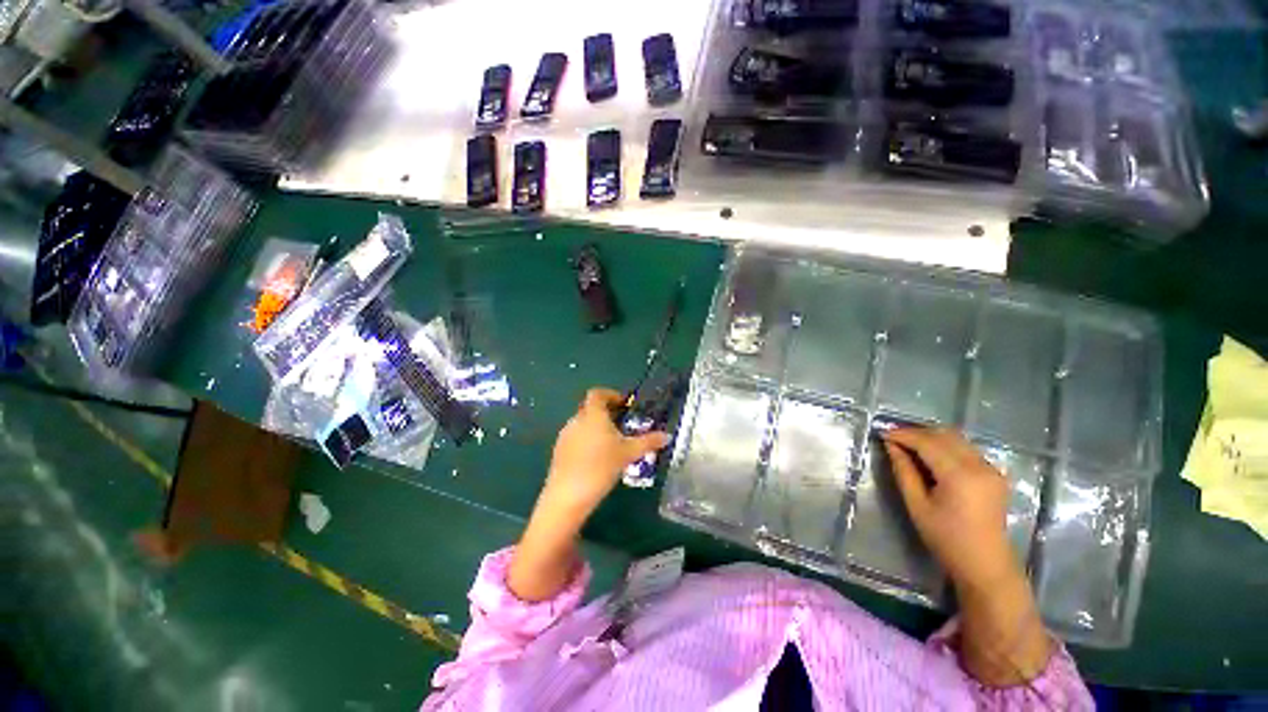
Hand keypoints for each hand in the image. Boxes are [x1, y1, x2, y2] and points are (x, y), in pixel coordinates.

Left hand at [509, 387, 668, 601]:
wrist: (568, 495)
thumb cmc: (601, 467)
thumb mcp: (629, 453)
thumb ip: (648, 442)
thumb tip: (667, 436)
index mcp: (593, 414)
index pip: (598, 393)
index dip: (611, 395)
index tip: (624, 405)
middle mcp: (576, 420)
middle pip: (591, 408)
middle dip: (607, 414)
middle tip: (622, 426)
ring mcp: (565, 435)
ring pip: (583, 424)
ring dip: (596, 428)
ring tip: (611, 444)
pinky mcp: (559, 451)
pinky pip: (576, 437)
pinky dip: (587, 440)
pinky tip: (596, 459)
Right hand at [882, 427, 1017, 590]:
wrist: (985, 564)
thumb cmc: (946, 538)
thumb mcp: (917, 505)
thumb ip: (904, 471)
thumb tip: (891, 446)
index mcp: (960, 476)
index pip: (928, 442)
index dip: (903, 435)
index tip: (882, 433)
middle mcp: (979, 466)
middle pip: (944, 435)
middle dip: (917, 433)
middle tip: (894, 439)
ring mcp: (991, 469)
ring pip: (957, 439)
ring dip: (931, 438)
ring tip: (909, 445)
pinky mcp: (995, 474)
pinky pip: (966, 449)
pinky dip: (946, 446)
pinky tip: (931, 457)